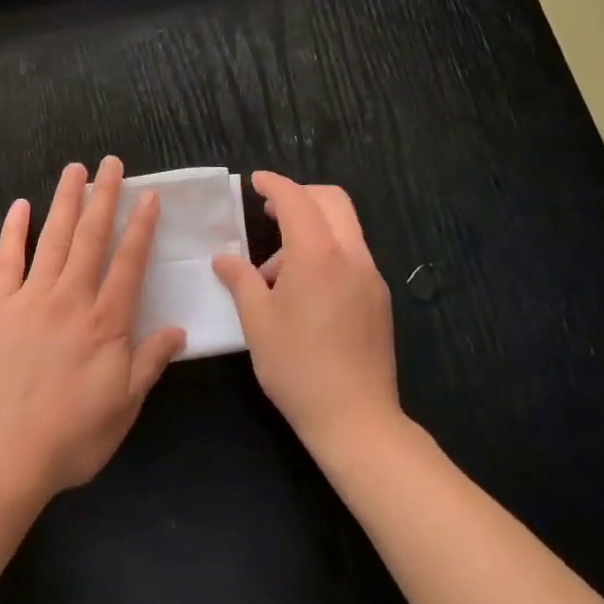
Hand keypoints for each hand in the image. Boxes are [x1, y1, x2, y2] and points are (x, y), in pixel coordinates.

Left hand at [0, 157, 185, 503]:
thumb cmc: (70, 438)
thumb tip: (179, 329)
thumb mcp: (123, 408)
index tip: (148, 196)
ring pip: (53, 238)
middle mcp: (71, 299)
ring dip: (66, 201)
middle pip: (91, 237)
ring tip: (74, 169)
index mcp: (105, 323)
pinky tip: (20, 206)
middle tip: (111, 163)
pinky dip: (14, 230)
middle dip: (104, 196)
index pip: (128, 262)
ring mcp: (30, 298)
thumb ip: (150, 363)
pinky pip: (6, 260)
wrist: (0, 457)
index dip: (140, 226)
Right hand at [213, 173, 401, 454]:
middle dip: (300, 195)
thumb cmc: (298, 367)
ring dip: (311, 228)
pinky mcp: (379, 299)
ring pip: (344, 227)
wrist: (357, 421)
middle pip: (331, 200)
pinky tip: (303, 292)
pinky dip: (326, 252)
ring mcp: (370, 276)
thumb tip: (224, 258)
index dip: (274, 184)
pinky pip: (351, 255)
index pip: (296, 199)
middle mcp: (351, 255)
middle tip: (269, 211)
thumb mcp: (257, 322)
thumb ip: (240, 280)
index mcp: (318, 254)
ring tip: (275, 272)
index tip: (255, 182)